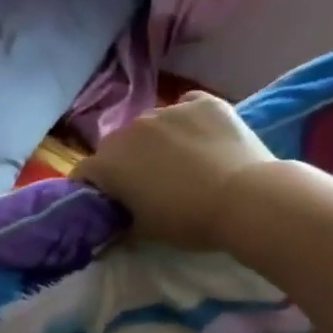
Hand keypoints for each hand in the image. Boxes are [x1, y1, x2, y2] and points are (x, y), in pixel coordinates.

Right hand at [72, 92, 278, 251]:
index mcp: (108, 163)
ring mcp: (166, 111)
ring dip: (157, 140)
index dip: (95, 187)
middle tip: (150, 183)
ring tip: (184, 160)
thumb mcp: (145, 231)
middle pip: (117, 146)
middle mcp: (129, 130)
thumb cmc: (189, 221)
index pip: (85, 172)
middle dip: (125, 162)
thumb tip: (113, 220)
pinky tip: (204, 138)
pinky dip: (189, 120)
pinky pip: (186, 107)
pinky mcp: (202, 102)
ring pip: (151, 125)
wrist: (247, 200)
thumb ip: (121, 219)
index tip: (111, 201)